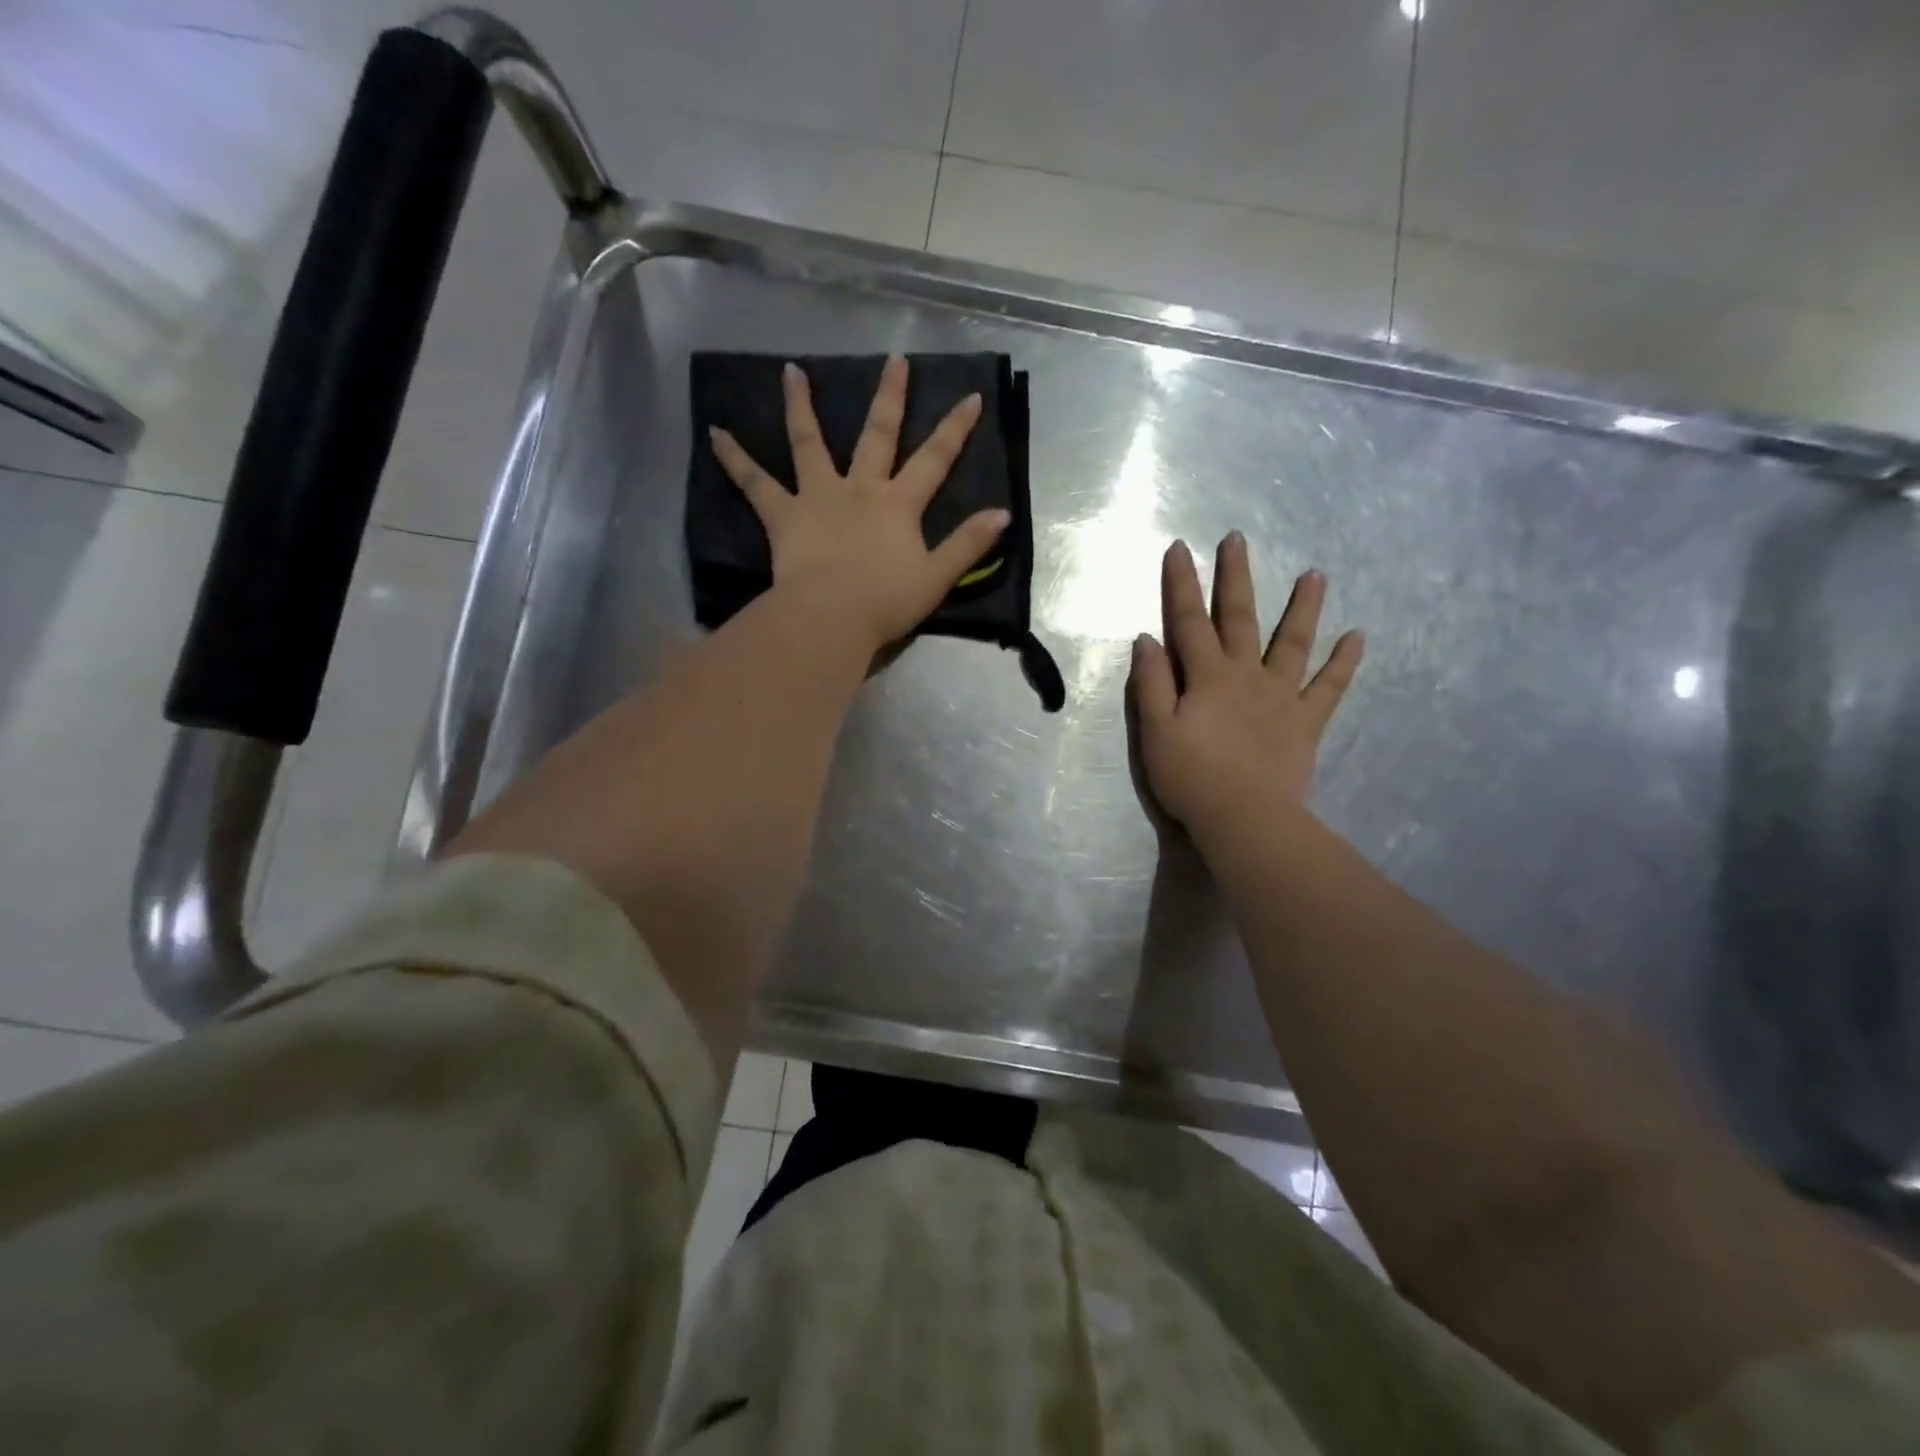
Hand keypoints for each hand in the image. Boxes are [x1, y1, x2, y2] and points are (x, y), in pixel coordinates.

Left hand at [708, 355, 1010, 656]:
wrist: (830, 617)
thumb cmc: (885, 602)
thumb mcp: (937, 577)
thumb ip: (968, 544)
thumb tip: (1003, 514)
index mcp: (899, 504)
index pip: (935, 459)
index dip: (955, 428)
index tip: (970, 396)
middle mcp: (860, 488)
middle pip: (877, 435)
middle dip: (890, 397)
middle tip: (894, 360)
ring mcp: (818, 497)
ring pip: (809, 443)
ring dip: (801, 406)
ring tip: (791, 371)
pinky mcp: (783, 515)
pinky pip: (755, 483)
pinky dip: (734, 458)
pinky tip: (715, 433)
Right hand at [1129, 533, 1363, 833]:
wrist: (1246, 819)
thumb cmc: (1191, 777)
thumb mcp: (1155, 731)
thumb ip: (1151, 684)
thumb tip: (1146, 639)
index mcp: (1207, 676)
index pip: (1188, 621)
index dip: (1180, 584)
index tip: (1179, 548)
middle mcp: (1246, 675)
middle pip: (1239, 618)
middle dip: (1235, 577)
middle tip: (1238, 539)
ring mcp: (1281, 696)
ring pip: (1292, 642)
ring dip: (1303, 607)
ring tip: (1316, 574)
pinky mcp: (1306, 722)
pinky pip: (1329, 688)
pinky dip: (1344, 663)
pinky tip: (1358, 637)